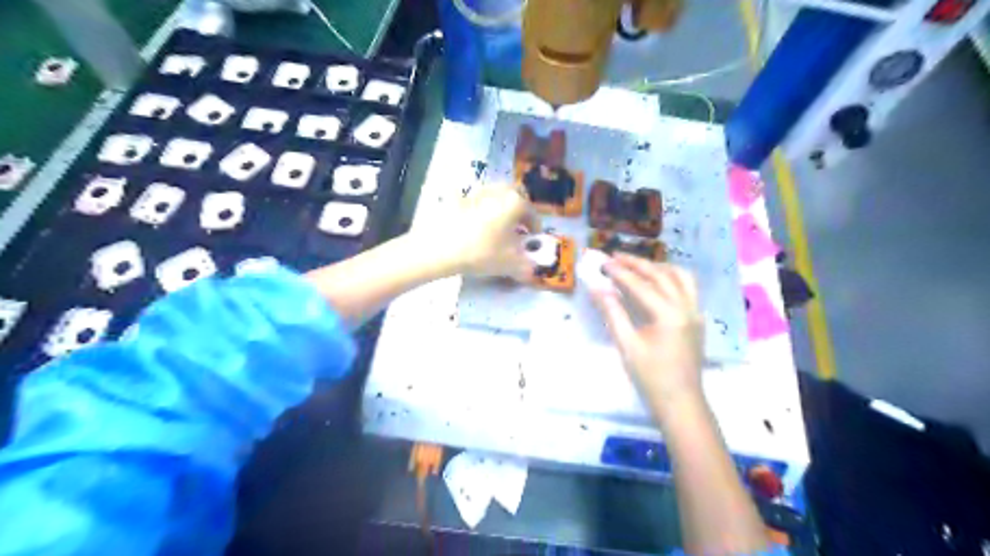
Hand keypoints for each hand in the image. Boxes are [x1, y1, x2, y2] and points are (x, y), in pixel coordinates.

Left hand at [421, 184, 538, 279]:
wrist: (441, 248)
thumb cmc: (483, 253)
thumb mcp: (510, 264)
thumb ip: (526, 266)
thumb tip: (532, 270)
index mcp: (515, 203)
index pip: (532, 213)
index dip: (535, 227)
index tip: (533, 238)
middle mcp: (498, 192)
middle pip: (515, 194)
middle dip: (519, 208)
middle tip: (517, 225)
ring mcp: (476, 193)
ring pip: (494, 194)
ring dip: (500, 206)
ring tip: (496, 225)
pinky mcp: (456, 199)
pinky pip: (472, 200)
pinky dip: (476, 208)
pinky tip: (473, 222)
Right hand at [586, 257, 702, 406]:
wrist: (681, 402)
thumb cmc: (651, 377)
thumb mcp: (627, 345)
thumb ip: (613, 313)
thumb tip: (597, 288)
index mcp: (669, 314)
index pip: (640, 285)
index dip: (619, 272)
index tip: (603, 262)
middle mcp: (686, 307)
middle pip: (661, 275)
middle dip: (637, 263)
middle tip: (616, 256)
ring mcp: (695, 312)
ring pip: (680, 277)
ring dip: (658, 267)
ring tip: (637, 265)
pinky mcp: (697, 319)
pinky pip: (687, 288)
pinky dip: (671, 278)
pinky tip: (657, 282)